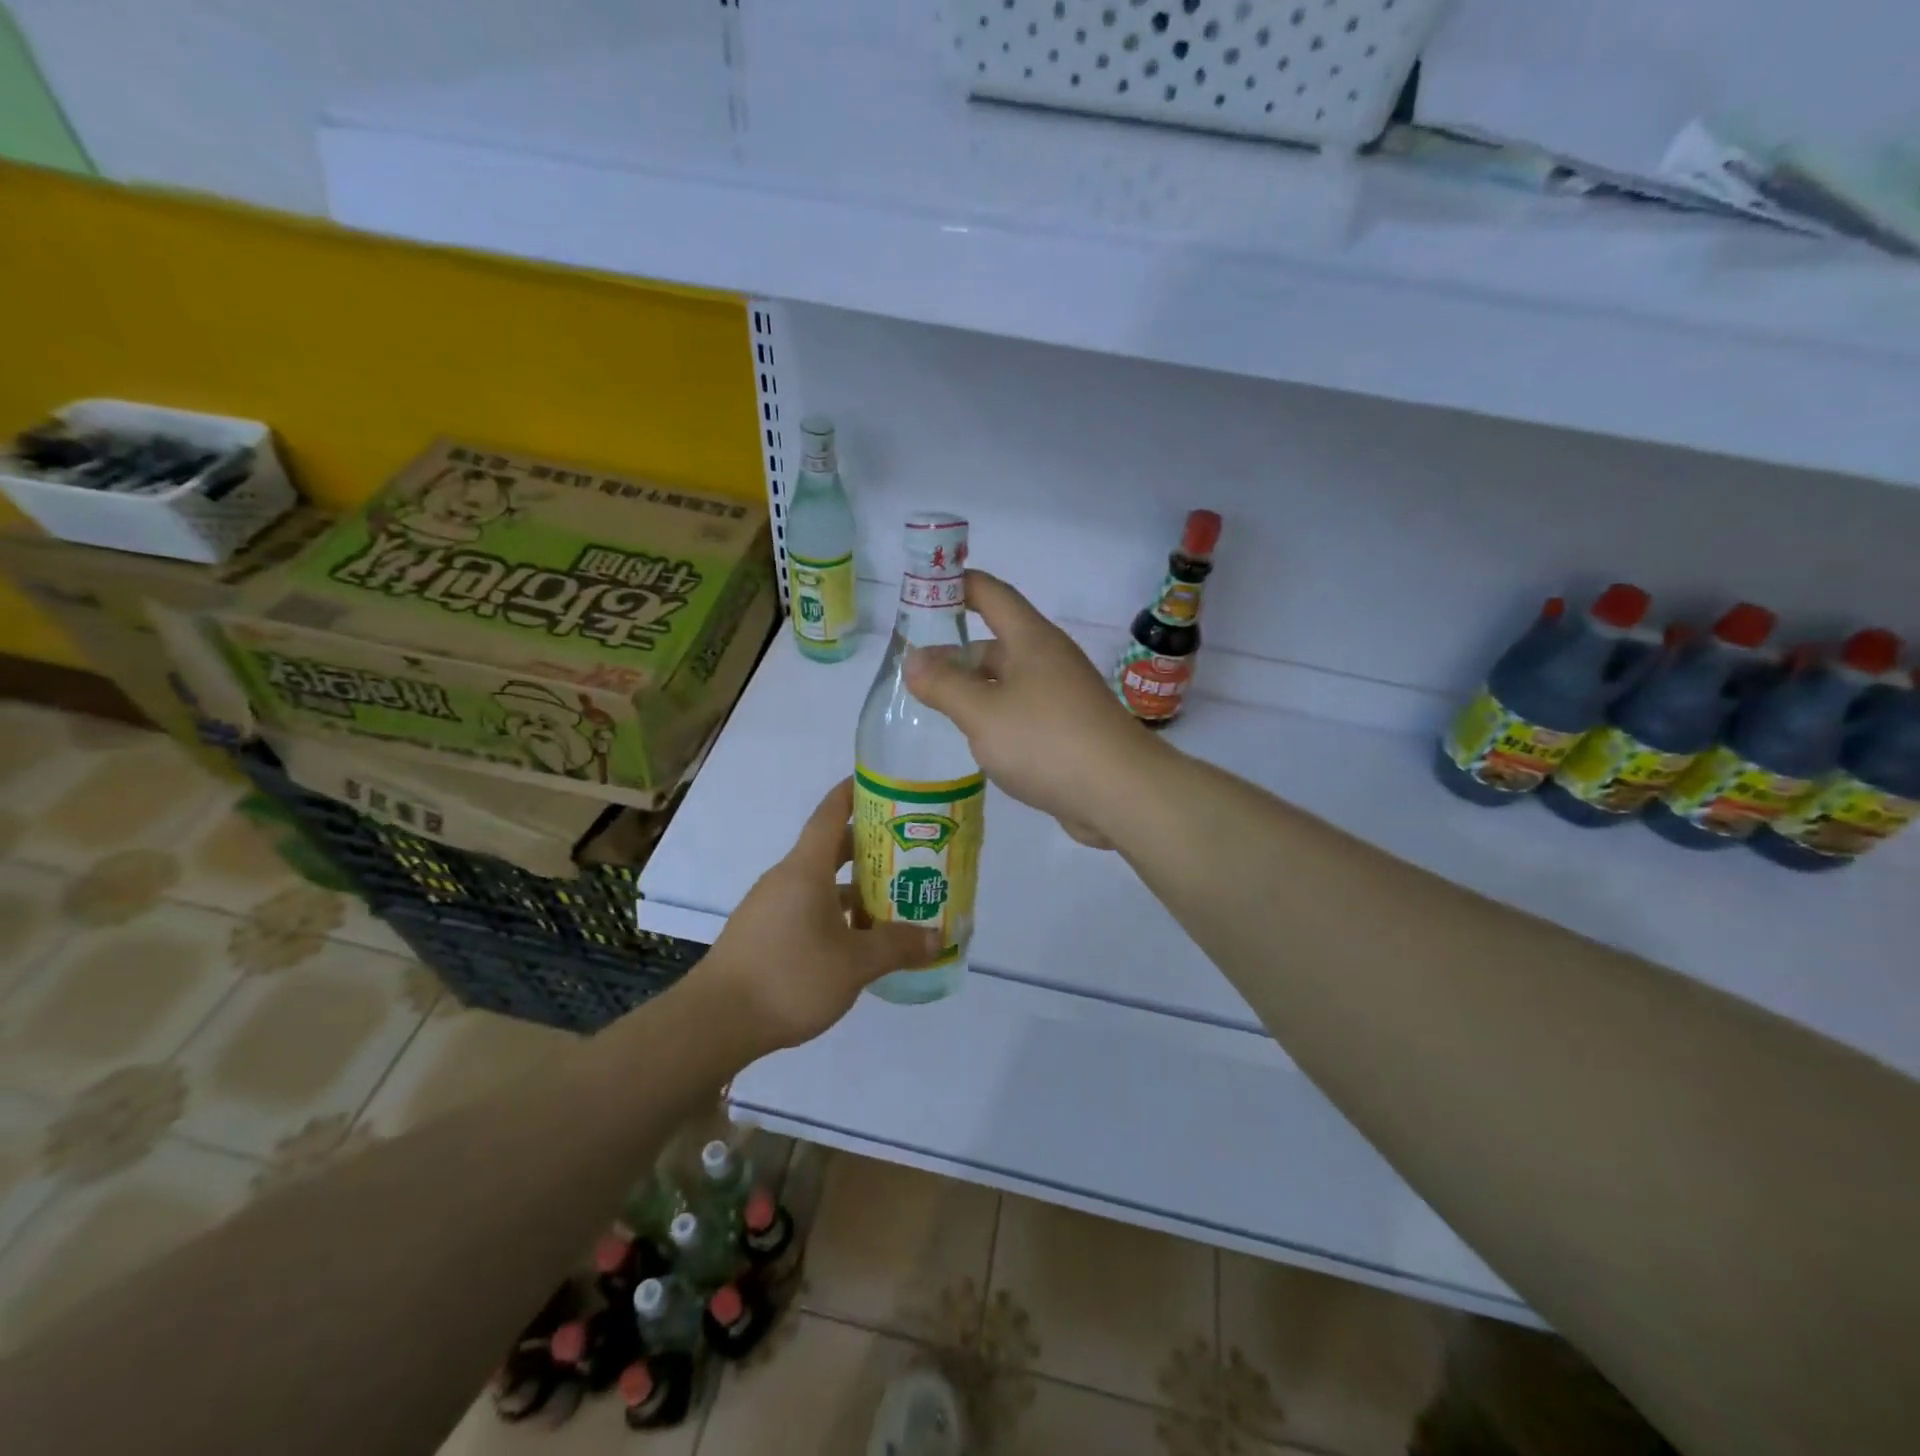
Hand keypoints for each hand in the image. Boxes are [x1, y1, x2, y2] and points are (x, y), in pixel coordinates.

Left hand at [696, 778, 943, 1052]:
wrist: (715, 1022)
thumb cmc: (790, 977)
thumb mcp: (855, 963)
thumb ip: (897, 946)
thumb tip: (937, 938)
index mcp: (805, 869)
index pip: (830, 814)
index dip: (854, 793)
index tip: (882, 784)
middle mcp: (785, 879)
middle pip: (830, 849)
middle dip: (869, 847)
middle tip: (908, 851)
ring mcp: (769, 907)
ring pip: (820, 884)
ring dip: (854, 887)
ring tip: (892, 900)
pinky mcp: (762, 935)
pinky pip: (806, 910)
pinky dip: (835, 914)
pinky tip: (856, 940)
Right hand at [904, 570, 1161, 847]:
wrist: (1119, 792)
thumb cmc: (1045, 740)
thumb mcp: (982, 712)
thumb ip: (943, 685)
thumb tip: (913, 659)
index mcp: (1031, 640)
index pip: (991, 593)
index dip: (957, 585)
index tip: (923, 591)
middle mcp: (1049, 659)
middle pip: (996, 642)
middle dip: (956, 653)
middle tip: (915, 673)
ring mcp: (1062, 695)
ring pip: (1008, 681)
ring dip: (974, 689)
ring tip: (935, 709)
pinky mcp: (1069, 729)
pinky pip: (1023, 711)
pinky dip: (996, 717)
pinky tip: (977, 741)